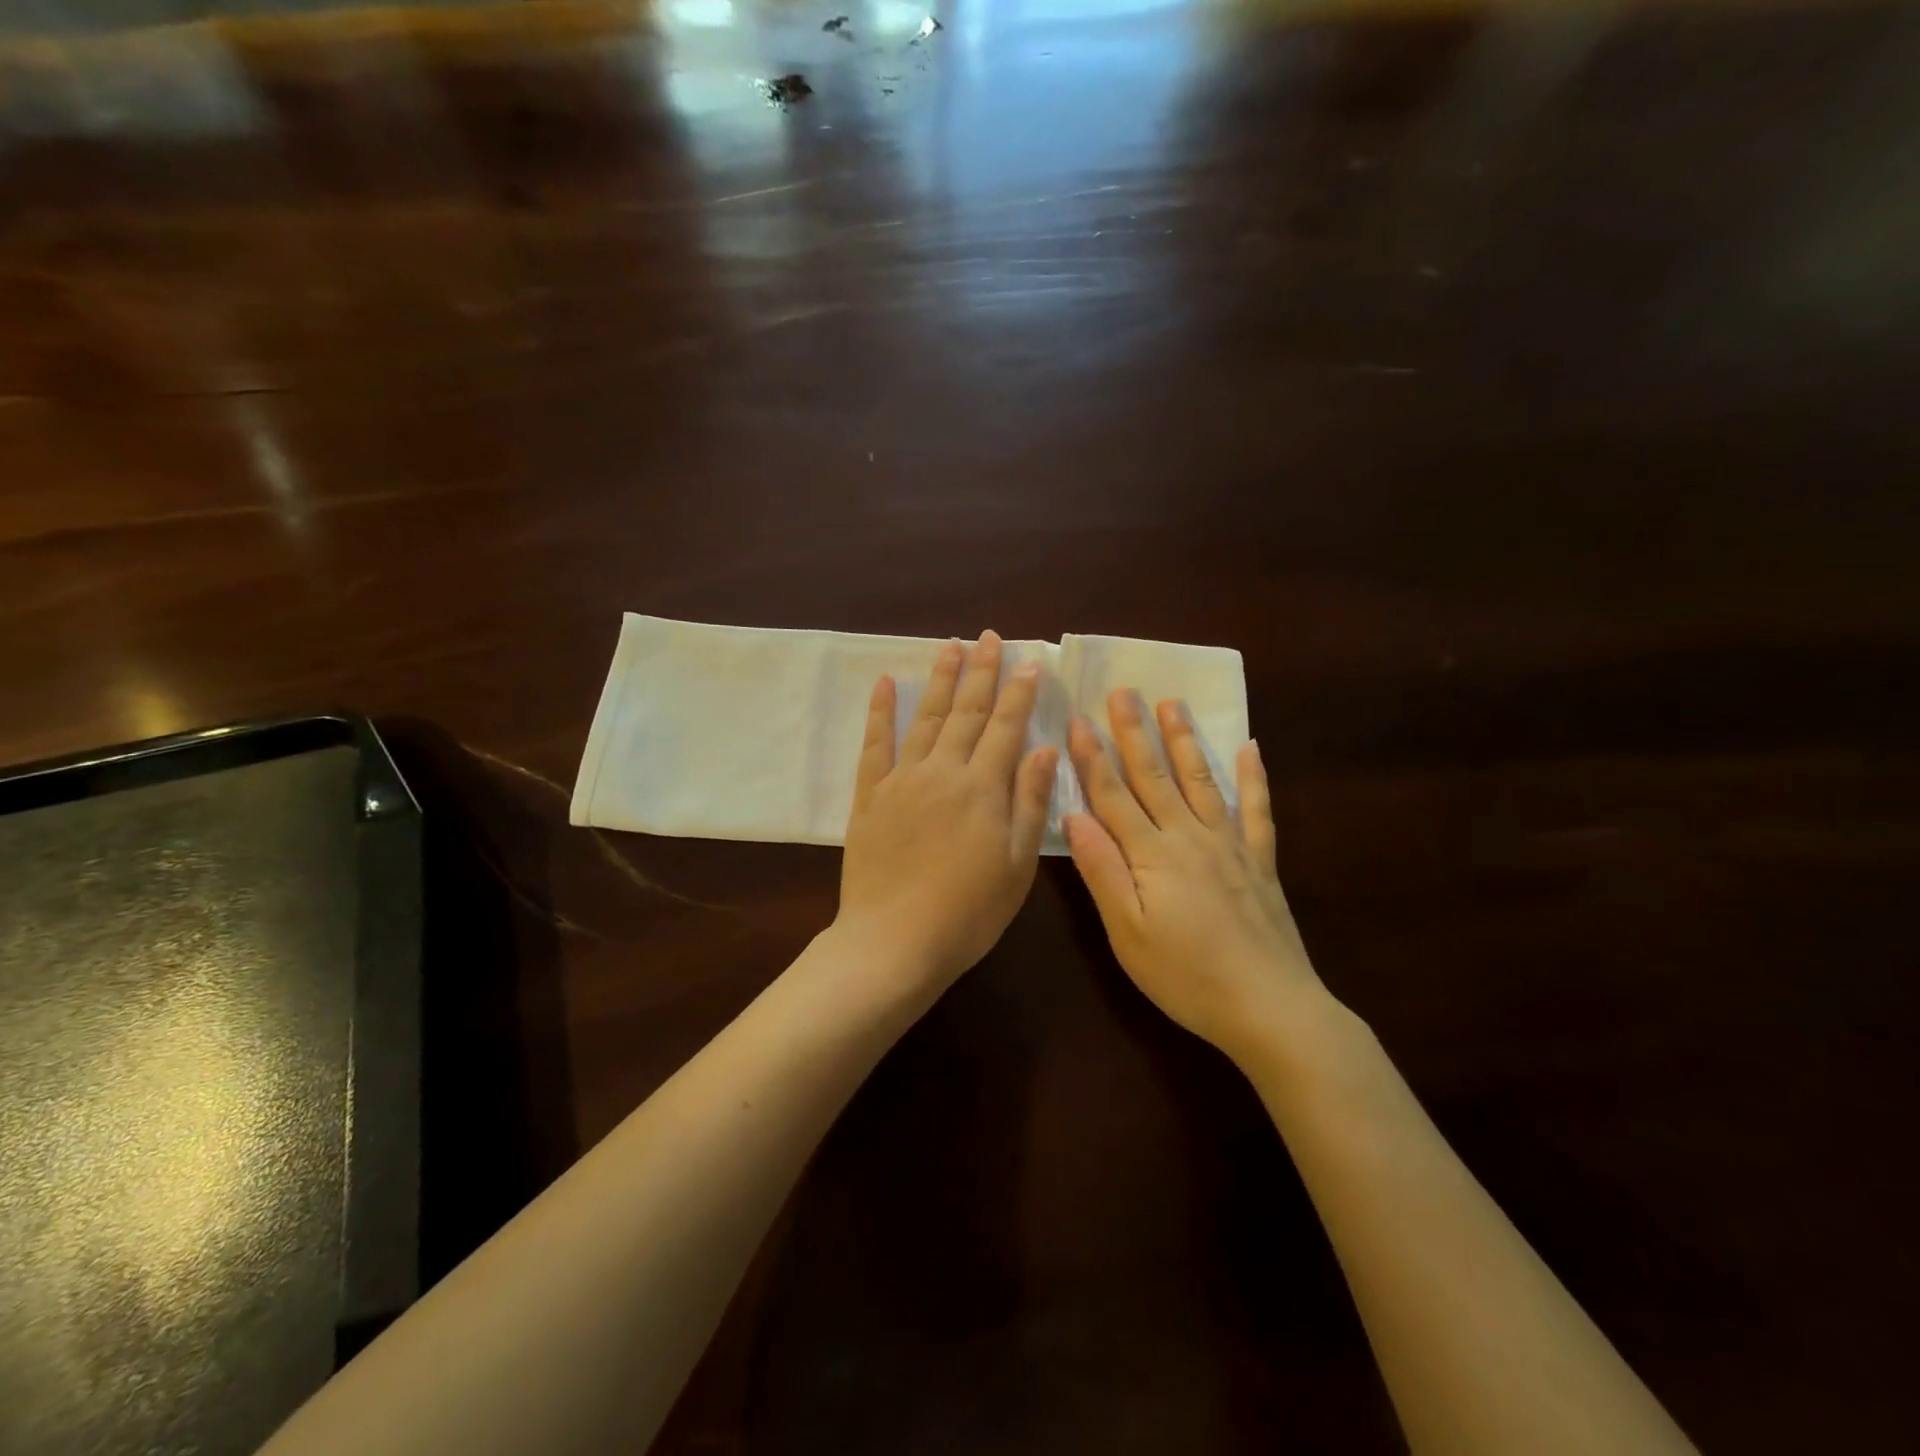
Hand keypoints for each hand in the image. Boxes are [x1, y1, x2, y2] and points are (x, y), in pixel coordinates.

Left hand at [837, 630, 1058, 992]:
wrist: (894, 941)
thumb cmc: (967, 913)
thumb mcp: (1016, 866)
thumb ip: (1029, 803)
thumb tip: (1042, 748)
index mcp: (983, 789)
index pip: (1006, 728)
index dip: (1019, 693)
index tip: (1028, 661)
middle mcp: (943, 772)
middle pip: (967, 712)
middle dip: (981, 672)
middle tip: (989, 637)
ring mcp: (902, 780)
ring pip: (926, 718)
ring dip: (941, 680)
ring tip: (951, 646)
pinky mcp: (870, 796)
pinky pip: (875, 744)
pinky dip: (881, 712)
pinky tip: (887, 683)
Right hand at [1064, 691, 1322, 1062]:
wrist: (1270, 1007)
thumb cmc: (1186, 976)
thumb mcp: (1127, 933)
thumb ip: (1102, 871)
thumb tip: (1073, 816)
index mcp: (1151, 854)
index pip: (1113, 795)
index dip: (1092, 756)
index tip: (1077, 718)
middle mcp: (1189, 836)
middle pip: (1154, 776)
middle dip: (1134, 732)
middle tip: (1124, 690)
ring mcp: (1230, 845)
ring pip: (1200, 780)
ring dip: (1184, 740)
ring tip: (1173, 703)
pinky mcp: (1259, 861)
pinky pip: (1256, 809)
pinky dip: (1253, 777)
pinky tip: (1250, 748)